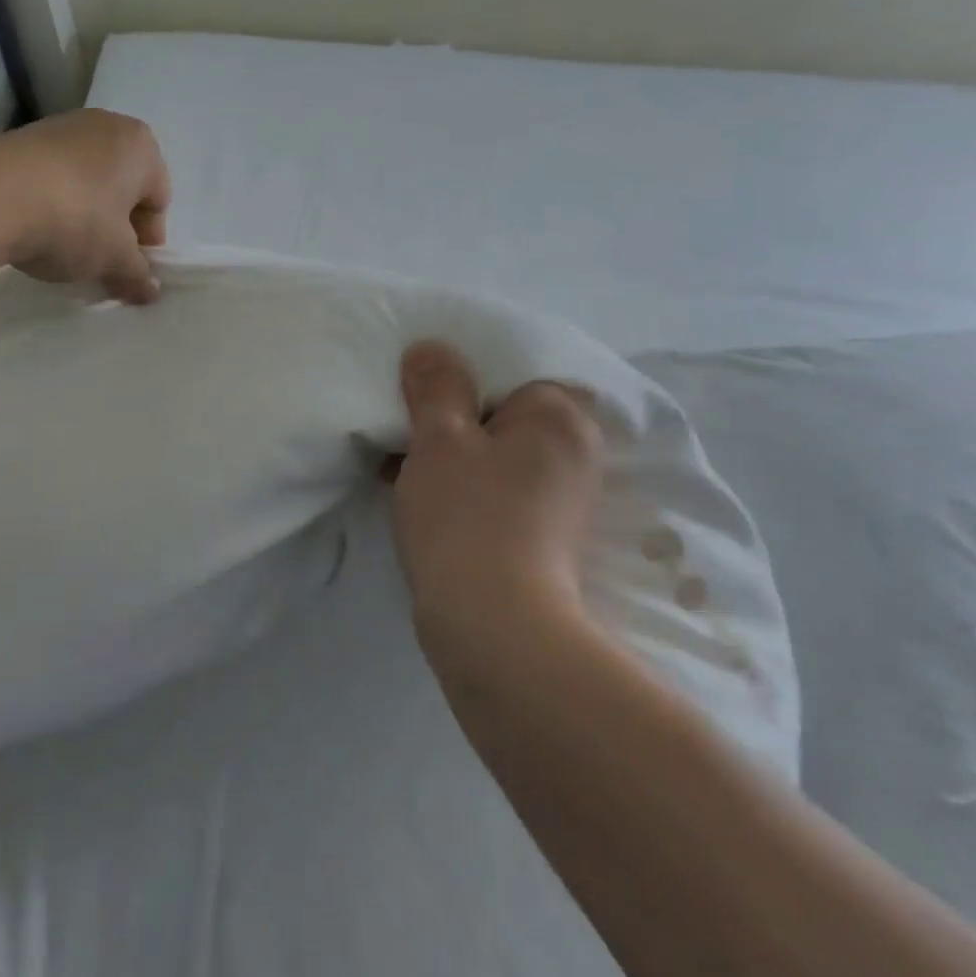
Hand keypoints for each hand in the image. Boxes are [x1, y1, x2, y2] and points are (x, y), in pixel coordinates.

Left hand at [0, 110, 171, 303]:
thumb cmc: (75, 219)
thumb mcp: (114, 258)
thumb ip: (138, 274)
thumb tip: (150, 291)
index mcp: (141, 145)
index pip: (159, 200)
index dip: (147, 241)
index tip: (128, 269)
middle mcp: (105, 126)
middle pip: (122, 188)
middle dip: (116, 227)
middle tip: (100, 261)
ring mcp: (60, 127)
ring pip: (87, 182)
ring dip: (84, 216)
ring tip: (64, 248)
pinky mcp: (20, 138)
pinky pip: (52, 178)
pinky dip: (52, 203)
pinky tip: (36, 230)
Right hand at [390, 341, 605, 666]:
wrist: (495, 629)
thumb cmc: (467, 516)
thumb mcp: (440, 438)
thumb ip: (436, 386)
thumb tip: (431, 348)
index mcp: (559, 418)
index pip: (512, 375)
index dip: (462, 382)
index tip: (421, 398)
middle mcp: (574, 454)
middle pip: (504, 417)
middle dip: (454, 422)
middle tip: (406, 431)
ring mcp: (562, 502)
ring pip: (497, 458)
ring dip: (454, 458)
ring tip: (401, 467)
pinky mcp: (544, 539)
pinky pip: (498, 492)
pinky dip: (465, 490)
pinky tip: (422, 500)